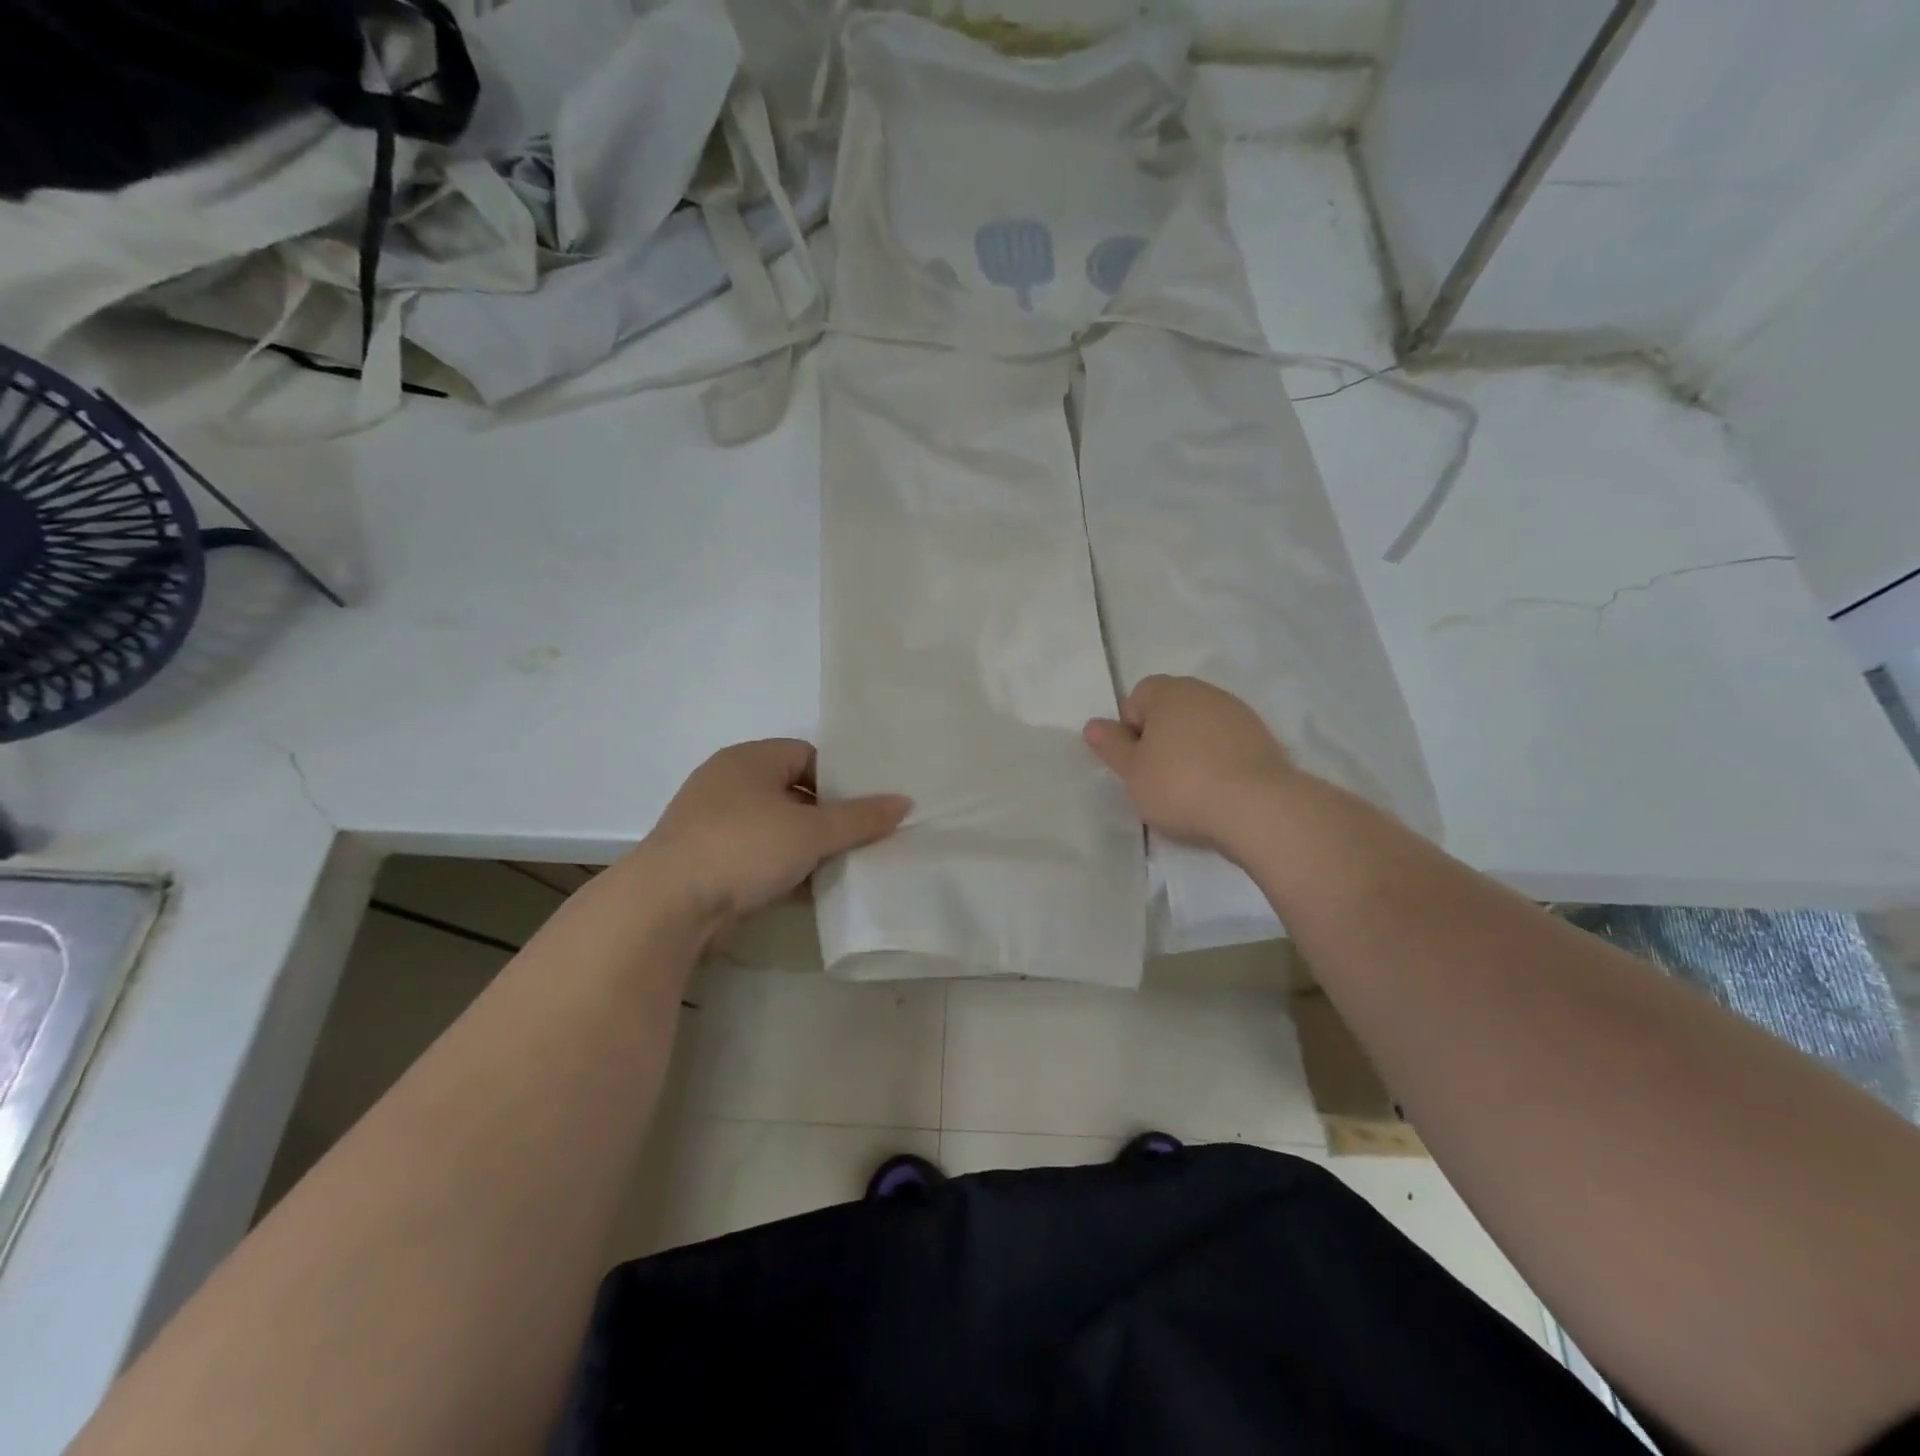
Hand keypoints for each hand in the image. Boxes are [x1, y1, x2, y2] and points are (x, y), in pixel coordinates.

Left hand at [643, 739, 909, 923]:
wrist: (668, 905)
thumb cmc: (743, 847)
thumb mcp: (811, 831)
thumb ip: (860, 818)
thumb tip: (904, 801)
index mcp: (750, 760)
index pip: (808, 755)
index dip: (840, 779)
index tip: (867, 807)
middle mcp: (729, 784)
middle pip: (794, 793)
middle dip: (829, 818)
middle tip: (864, 838)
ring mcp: (715, 825)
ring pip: (778, 829)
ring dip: (808, 848)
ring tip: (847, 866)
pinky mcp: (709, 863)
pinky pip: (760, 858)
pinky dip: (786, 871)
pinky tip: (815, 890)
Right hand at [1084, 675, 1297, 850]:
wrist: (1259, 809)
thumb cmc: (1181, 786)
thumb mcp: (1133, 771)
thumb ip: (1111, 745)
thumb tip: (1094, 725)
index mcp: (1169, 692)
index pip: (1137, 698)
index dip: (1130, 729)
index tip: (1135, 762)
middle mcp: (1205, 693)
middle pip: (1170, 710)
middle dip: (1160, 738)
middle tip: (1156, 777)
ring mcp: (1238, 714)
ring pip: (1200, 727)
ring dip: (1190, 750)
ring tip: (1189, 789)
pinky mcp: (1263, 740)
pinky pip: (1226, 745)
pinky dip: (1217, 761)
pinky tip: (1217, 792)